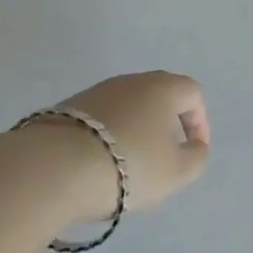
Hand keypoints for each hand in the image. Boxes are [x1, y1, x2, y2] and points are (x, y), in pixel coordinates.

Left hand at [35, 70, 209, 220]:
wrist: (53, 167)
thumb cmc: (128, 165)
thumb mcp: (175, 172)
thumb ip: (195, 158)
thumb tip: (194, 146)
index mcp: (164, 87)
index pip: (193, 94)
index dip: (199, 122)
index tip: (193, 150)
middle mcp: (133, 80)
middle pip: (159, 96)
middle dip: (166, 123)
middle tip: (163, 155)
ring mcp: (97, 91)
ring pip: (127, 106)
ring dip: (134, 129)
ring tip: (128, 163)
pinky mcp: (67, 107)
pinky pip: (99, 119)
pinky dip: (106, 136)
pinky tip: (98, 162)